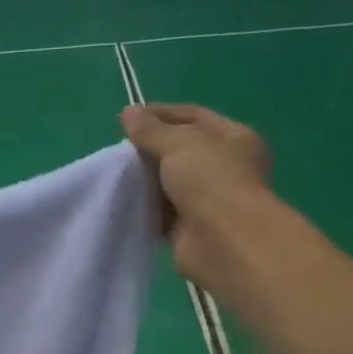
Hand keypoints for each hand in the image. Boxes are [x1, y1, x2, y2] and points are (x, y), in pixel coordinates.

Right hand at [121, 104, 272, 292]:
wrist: (222, 241)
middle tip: (120, 149)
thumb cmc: (210, 181)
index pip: (194, 116)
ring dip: (147, 180)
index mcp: (234, 138)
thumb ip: (151, 130)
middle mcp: (226, 167)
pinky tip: (125, 203)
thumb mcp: (178, 144)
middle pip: (182, 150)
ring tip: (118, 175)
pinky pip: (163, 214)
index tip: (128, 118)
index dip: (162, 114)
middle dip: (152, 149)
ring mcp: (209, 200)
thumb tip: (128, 112)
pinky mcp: (191, 229)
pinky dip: (146, 209)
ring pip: (171, 183)